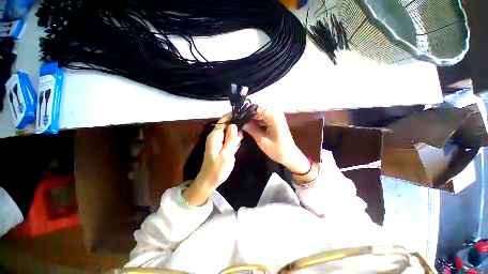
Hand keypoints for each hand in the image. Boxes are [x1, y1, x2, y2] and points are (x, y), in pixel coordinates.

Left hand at [184, 114, 241, 205]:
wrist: (209, 181)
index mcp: (215, 136)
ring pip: (229, 132)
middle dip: (236, 124)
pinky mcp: (221, 146)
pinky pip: (229, 139)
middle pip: (227, 125)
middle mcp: (215, 136)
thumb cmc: (217, 169)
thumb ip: (230, 139)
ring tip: (245, 133)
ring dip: (236, 132)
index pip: (223, 121)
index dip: (232, 115)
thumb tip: (234, 125)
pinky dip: (234, 139)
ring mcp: (218, 141)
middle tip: (247, 125)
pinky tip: (239, 142)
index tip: (243, 113)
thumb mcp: (226, 154)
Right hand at [243, 108, 308, 173]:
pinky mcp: (275, 122)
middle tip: (237, 121)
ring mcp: (275, 117)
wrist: (290, 156)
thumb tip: (241, 123)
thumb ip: (251, 129)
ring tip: (240, 123)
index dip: (245, 113)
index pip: (255, 109)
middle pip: (257, 111)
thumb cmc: (277, 149)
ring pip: (259, 114)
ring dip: (251, 119)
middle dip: (247, 116)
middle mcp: (274, 113)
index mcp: (272, 115)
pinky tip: (249, 126)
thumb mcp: (261, 140)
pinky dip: (256, 122)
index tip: (235, 117)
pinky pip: (263, 119)